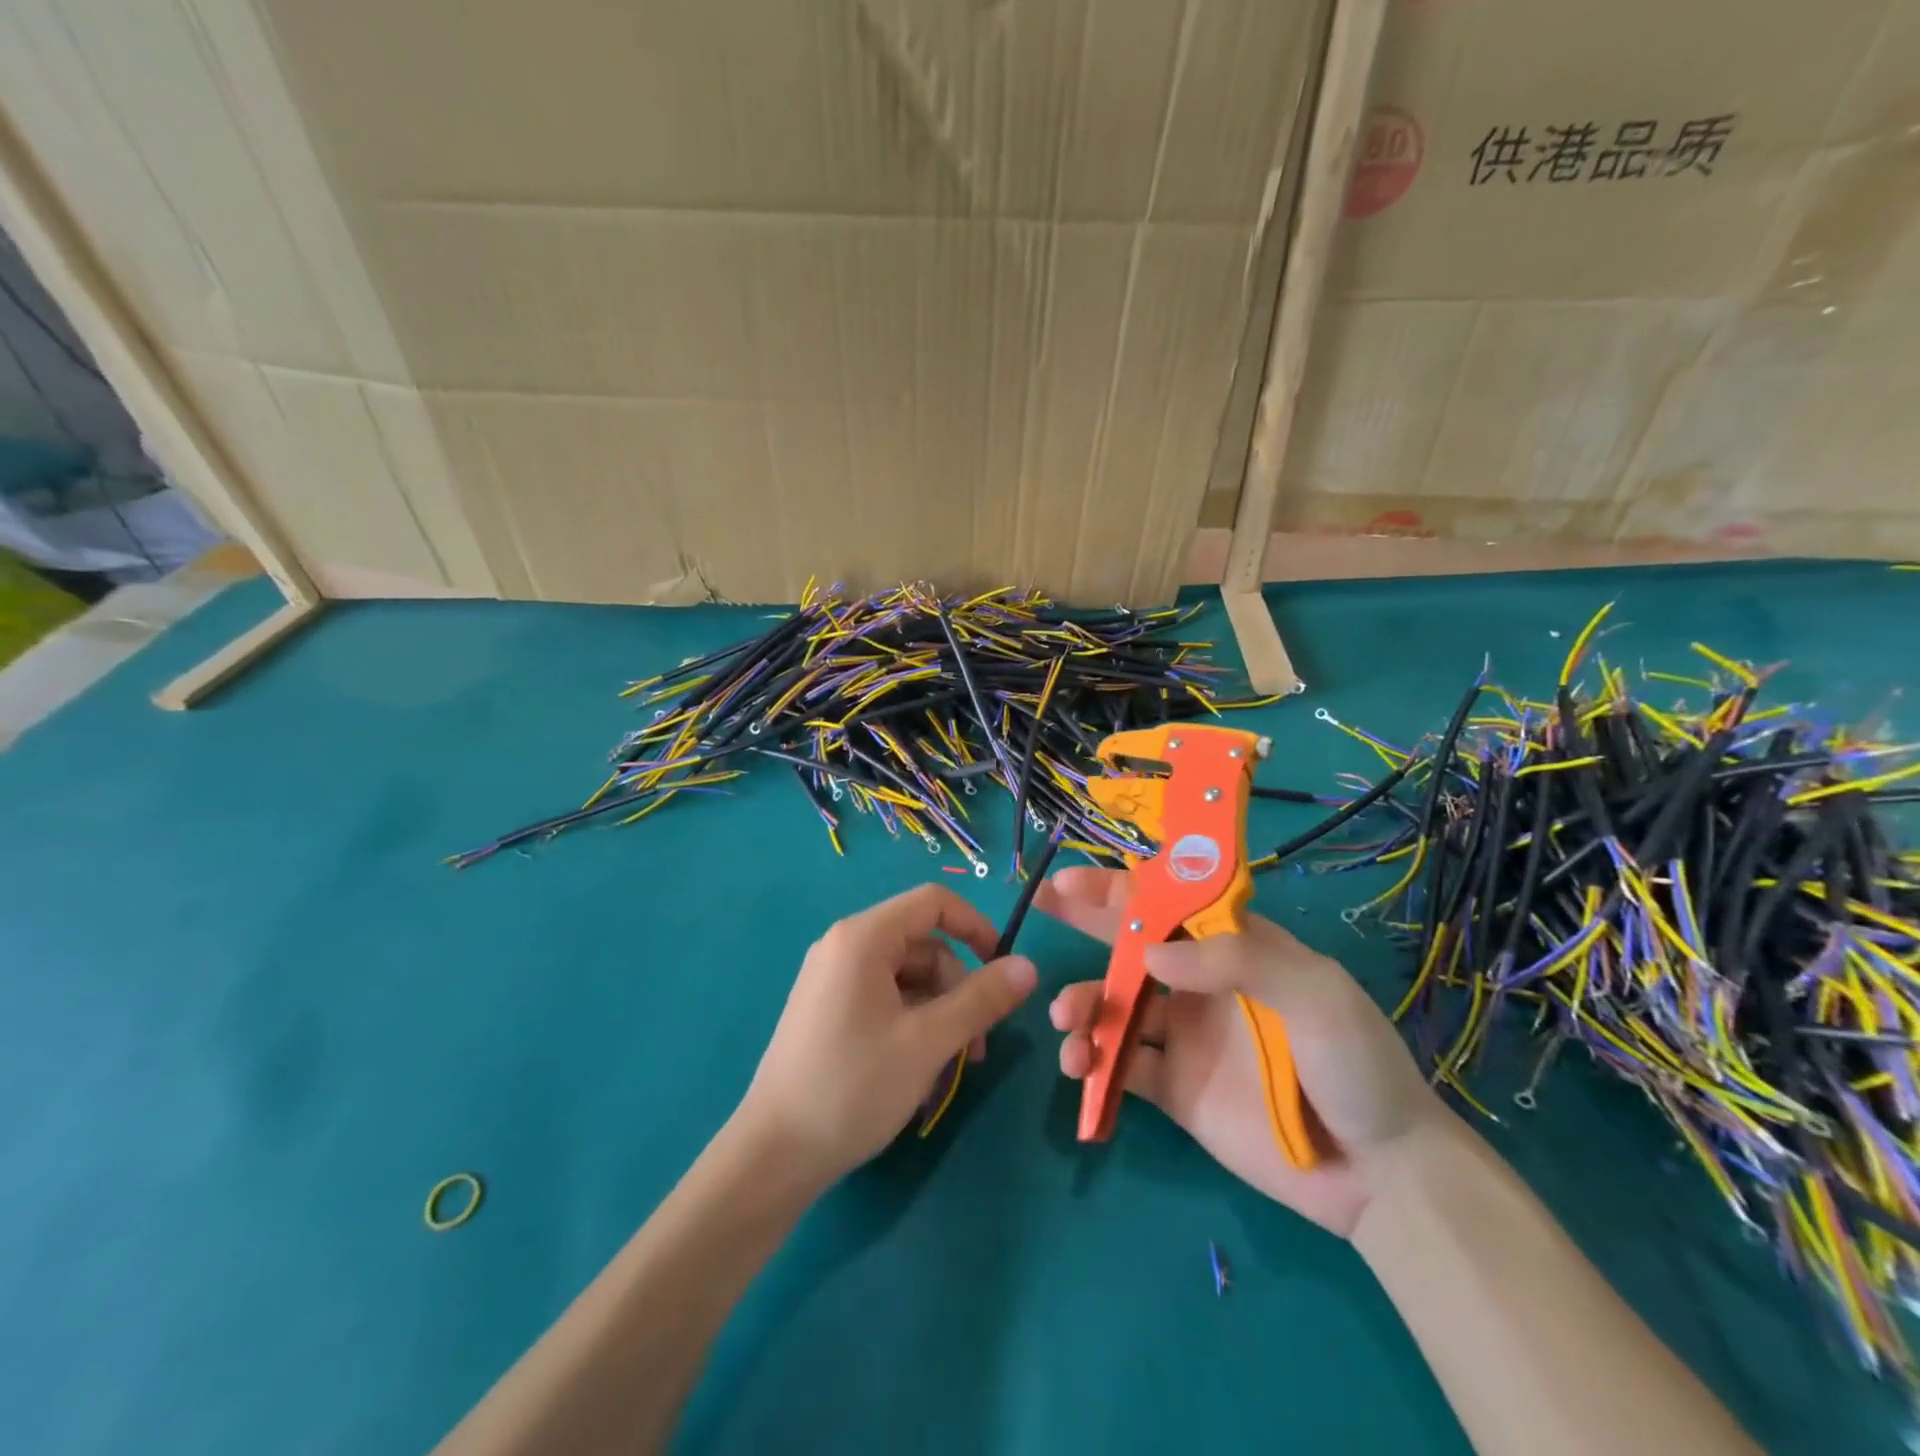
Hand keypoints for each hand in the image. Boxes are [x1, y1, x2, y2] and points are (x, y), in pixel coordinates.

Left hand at [736, 884, 1038, 1190]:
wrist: (773, 1154)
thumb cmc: (853, 1087)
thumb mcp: (928, 1042)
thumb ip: (981, 999)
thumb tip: (1028, 966)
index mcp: (863, 937)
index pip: (934, 902)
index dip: (977, 926)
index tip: (1004, 970)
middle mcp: (844, 946)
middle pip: (923, 945)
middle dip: (958, 988)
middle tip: (975, 1047)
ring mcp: (832, 978)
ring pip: (907, 977)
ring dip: (939, 1012)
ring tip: (950, 1067)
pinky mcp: (828, 1009)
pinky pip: (884, 998)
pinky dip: (913, 1023)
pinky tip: (920, 1069)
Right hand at [1037, 866, 1447, 1236]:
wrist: (1380, 1175)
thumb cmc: (1355, 1065)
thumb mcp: (1315, 993)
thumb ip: (1236, 960)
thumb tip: (1149, 952)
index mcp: (1233, 946)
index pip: (1168, 901)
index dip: (1120, 887)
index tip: (1073, 880)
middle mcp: (1200, 982)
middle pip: (1130, 942)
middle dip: (1085, 920)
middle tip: (1040, 904)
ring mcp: (1182, 1035)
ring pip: (1115, 1004)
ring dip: (1082, 1002)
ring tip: (1067, 1019)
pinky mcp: (1171, 1087)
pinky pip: (1119, 1065)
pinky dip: (1091, 1060)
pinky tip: (1079, 1065)